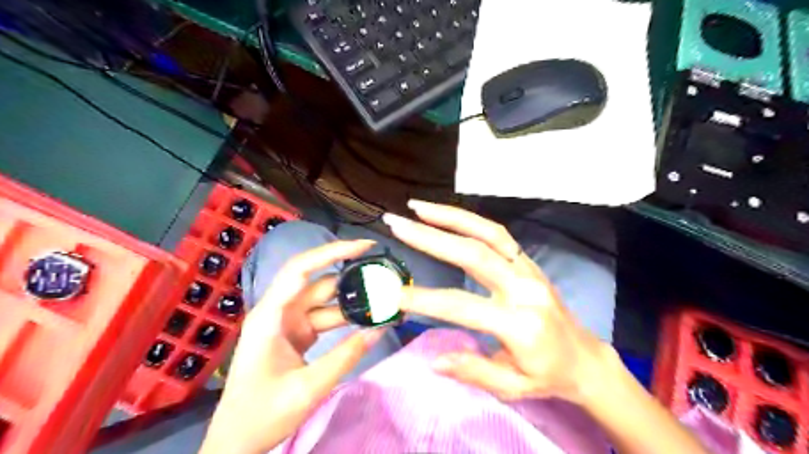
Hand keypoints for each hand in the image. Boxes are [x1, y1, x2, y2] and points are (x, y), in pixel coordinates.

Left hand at [198, 240, 382, 451]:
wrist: (237, 441)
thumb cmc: (262, 414)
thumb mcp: (308, 387)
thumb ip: (346, 356)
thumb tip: (379, 329)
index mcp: (270, 315)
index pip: (302, 269)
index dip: (332, 251)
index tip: (365, 246)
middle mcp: (278, 311)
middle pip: (318, 281)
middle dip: (351, 275)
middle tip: (384, 274)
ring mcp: (288, 322)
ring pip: (325, 300)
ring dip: (352, 300)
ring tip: (384, 298)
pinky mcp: (296, 334)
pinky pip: (324, 316)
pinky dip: (346, 316)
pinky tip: (367, 318)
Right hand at [383, 202, 610, 403]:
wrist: (585, 358)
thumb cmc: (547, 376)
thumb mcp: (511, 387)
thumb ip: (473, 371)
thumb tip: (434, 360)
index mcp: (520, 324)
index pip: (462, 305)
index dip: (425, 299)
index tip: (393, 293)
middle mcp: (524, 288)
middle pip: (474, 254)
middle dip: (431, 237)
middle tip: (396, 224)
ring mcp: (528, 269)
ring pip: (488, 233)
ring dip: (450, 216)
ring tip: (417, 206)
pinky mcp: (528, 261)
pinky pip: (497, 233)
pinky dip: (469, 220)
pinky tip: (445, 215)